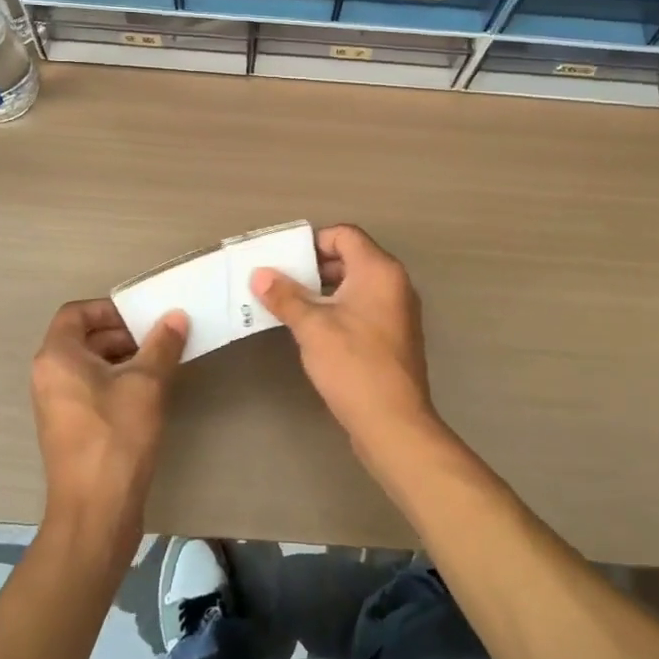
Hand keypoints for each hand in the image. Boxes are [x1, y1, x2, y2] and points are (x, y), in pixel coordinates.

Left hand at [30, 299, 189, 557]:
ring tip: (161, 364)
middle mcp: (49, 376)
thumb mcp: (147, 383)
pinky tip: (149, 394)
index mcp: (57, 357)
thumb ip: (162, 344)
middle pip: (84, 338)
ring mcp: (57, 405)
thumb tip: (175, 316)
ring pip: (90, 365)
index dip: (110, 309)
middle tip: (160, 339)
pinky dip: (116, 382)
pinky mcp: (70, 428)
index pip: (76, 313)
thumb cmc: (117, 437)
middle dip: (123, 334)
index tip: (143, 317)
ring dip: (124, 358)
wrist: (96, 512)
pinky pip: (91, 389)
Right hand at [250, 225, 440, 459]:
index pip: (345, 235)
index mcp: (379, 270)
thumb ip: (285, 296)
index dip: (313, 242)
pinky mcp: (395, 336)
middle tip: (282, 283)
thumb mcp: (312, 327)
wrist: (393, 423)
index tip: (286, 262)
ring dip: (324, 290)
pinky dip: (339, 309)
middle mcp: (394, 283)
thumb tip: (260, 274)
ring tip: (292, 306)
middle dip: (315, 267)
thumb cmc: (353, 365)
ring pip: (356, 284)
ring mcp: (398, 311)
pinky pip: (364, 307)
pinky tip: (315, 330)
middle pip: (351, 257)